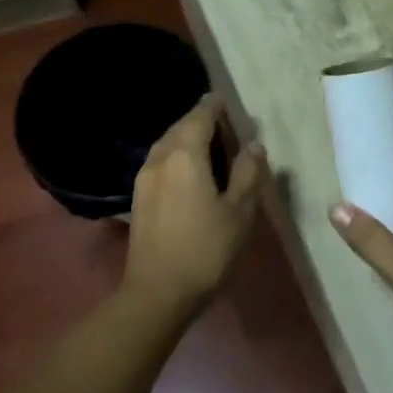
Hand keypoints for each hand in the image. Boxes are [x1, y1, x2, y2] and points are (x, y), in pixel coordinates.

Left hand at [125, 95, 267, 309]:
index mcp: (185, 156)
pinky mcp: (139, 198)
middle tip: (223, 123)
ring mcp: (144, 179)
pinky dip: (176, 156)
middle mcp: (160, 159)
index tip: (226, 100)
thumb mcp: (240, 211)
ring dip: (186, 138)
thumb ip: (248, 173)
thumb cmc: (206, 249)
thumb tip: (253, 144)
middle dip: (200, 120)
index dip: (214, 106)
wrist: (158, 293)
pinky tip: (190, 171)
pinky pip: (160, 162)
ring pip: (166, 145)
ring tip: (209, 144)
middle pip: (180, 128)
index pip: (200, 117)